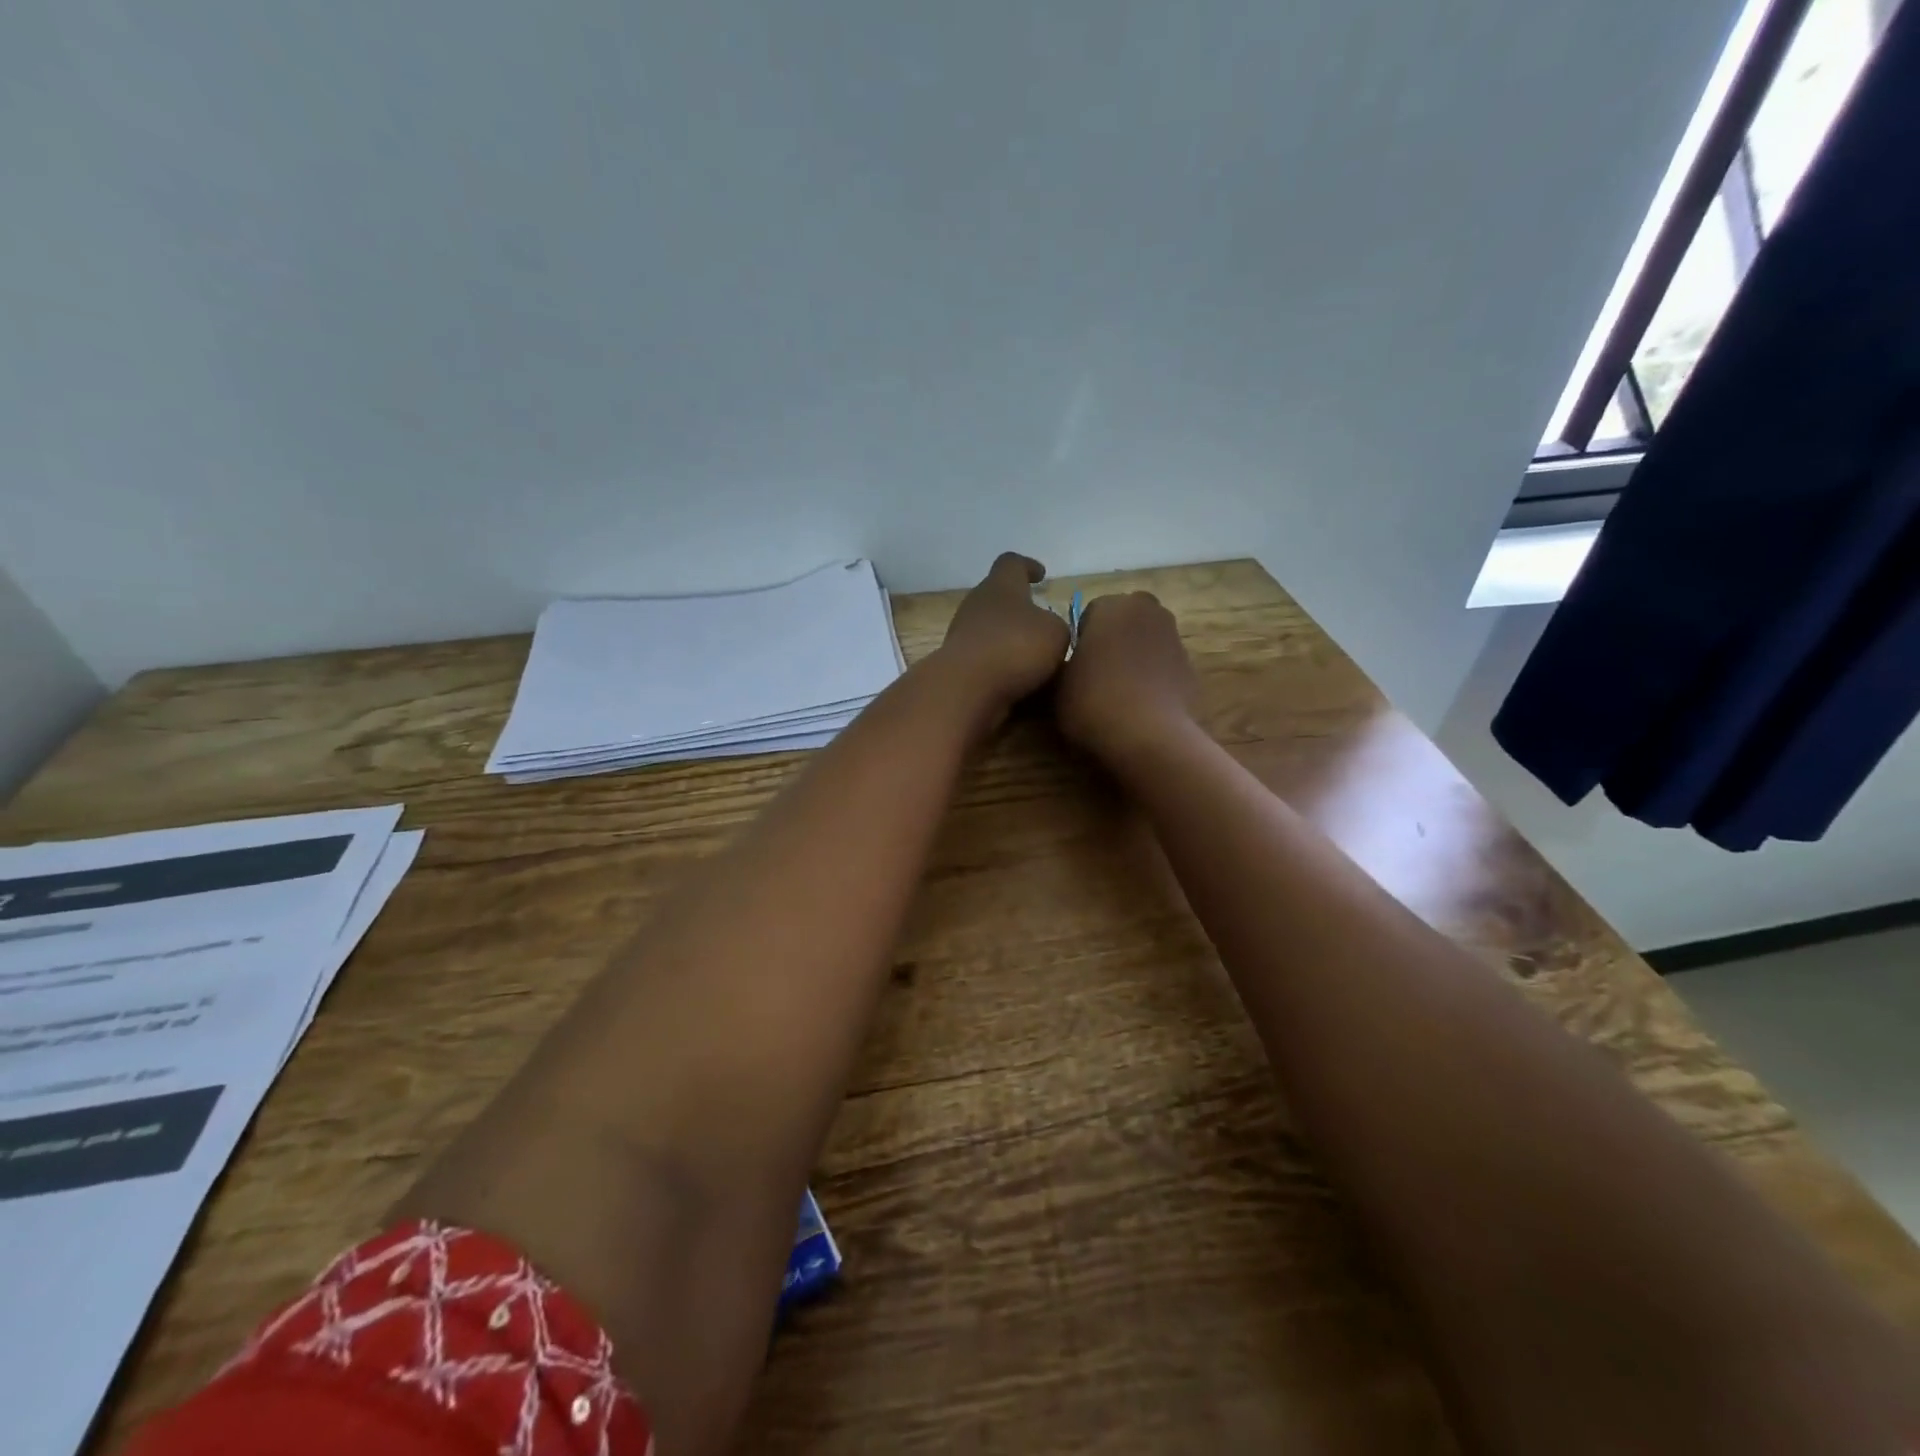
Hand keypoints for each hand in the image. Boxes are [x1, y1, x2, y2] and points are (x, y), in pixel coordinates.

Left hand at [936, 552, 1071, 719]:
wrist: (966, 688)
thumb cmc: (1015, 648)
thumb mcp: (1055, 633)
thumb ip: (1056, 626)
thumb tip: (1047, 631)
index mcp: (1000, 586)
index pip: (1011, 563)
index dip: (1027, 566)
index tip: (1040, 575)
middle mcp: (976, 604)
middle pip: (997, 597)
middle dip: (1019, 609)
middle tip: (1040, 623)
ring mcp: (961, 635)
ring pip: (990, 630)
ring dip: (1009, 641)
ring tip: (1035, 658)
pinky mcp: (957, 664)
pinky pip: (984, 658)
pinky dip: (1000, 665)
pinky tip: (1018, 681)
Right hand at [1055, 591, 1200, 769]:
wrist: (1150, 737)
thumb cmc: (1094, 703)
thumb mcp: (1058, 686)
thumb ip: (1065, 666)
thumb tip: (1072, 667)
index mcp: (1112, 606)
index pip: (1090, 613)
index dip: (1081, 640)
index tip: (1075, 667)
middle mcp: (1148, 612)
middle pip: (1125, 621)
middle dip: (1114, 640)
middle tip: (1098, 675)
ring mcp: (1175, 639)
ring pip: (1148, 642)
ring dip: (1136, 659)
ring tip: (1120, 695)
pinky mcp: (1193, 669)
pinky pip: (1165, 667)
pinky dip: (1155, 680)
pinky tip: (1142, 708)